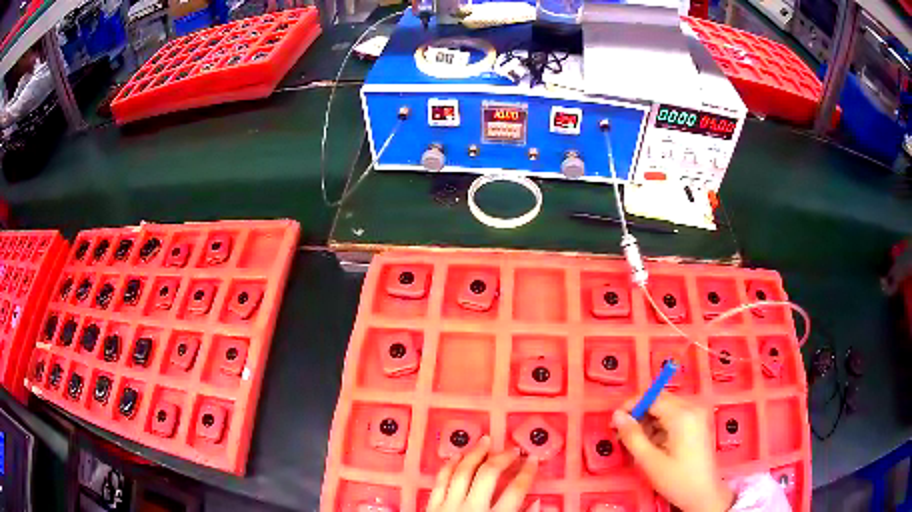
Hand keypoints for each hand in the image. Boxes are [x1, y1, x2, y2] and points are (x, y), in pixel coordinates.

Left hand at [428, 436, 538, 511]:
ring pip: (462, 473)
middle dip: (502, 458)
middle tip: (512, 449)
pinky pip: (440, 482)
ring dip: (475, 454)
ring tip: (485, 441)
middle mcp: (472, 508)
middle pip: (488, 475)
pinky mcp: (432, 507)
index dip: (527, 472)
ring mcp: (449, 505)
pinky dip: (448, 467)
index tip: (534, 460)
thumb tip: (537, 502)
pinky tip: (456, 456)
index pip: (516, 490)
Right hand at [613, 395, 733, 511]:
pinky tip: (654, 443)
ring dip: (650, 420)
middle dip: (640, 413)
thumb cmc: (676, 479)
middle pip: (660, 400)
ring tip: (638, 442)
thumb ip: (632, 436)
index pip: (652, 398)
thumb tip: (616, 415)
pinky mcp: (699, 421)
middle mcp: (692, 407)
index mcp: (682, 415)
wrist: (703, 493)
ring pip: (667, 407)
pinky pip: (675, 414)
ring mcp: (698, 413)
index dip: (631, 405)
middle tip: (623, 434)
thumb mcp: (649, 461)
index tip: (615, 421)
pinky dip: (661, 424)